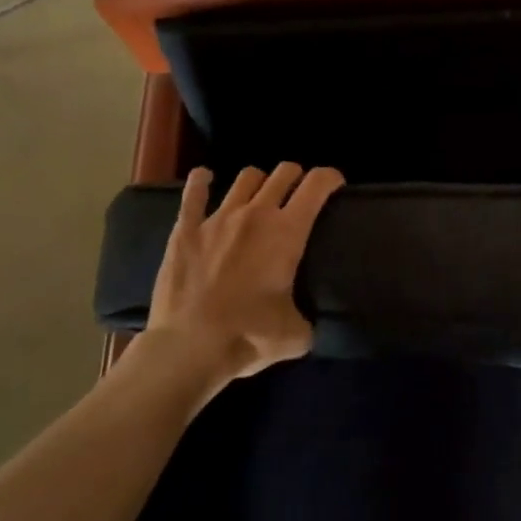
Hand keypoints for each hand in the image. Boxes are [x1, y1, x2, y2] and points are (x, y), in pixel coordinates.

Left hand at [144, 163, 343, 384]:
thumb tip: (307, 324)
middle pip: (283, 173)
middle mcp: (256, 214)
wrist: (188, 348)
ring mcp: (219, 218)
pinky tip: (204, 178)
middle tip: (298, 194)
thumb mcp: (295, 335)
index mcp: (288, 232)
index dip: (331, 177)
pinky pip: (193, 194)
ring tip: (258, 195)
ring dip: (259, 182)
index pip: (317, 184)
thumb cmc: (248, 336)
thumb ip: (306, 321)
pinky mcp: (185, 230)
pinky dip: (201, 182)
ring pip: (246, 178)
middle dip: (296, 177)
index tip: (335, 185)